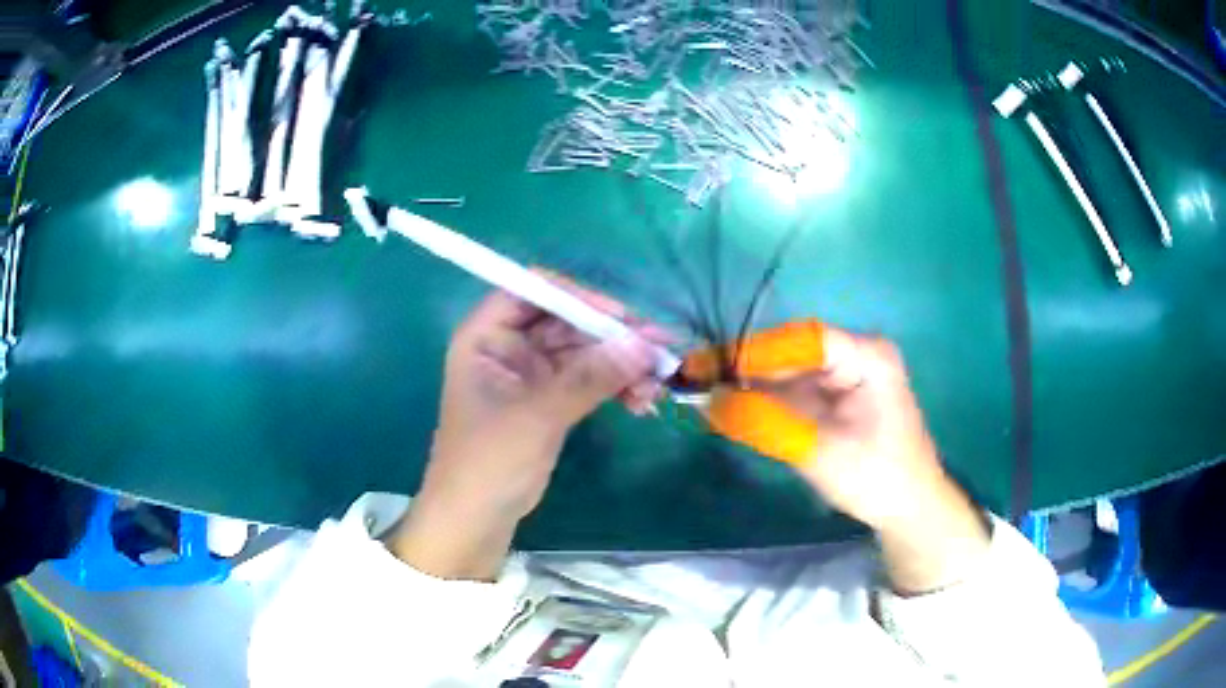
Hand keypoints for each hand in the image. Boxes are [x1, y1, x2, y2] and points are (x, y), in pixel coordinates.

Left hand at [388, 274, 665, 579]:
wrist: (477, 518)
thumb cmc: (489, 461)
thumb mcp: (538, 416)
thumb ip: (589, 378)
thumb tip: (643, 345)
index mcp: (487, 336)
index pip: (532, 292)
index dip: (576, 296)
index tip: (619, 317)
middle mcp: (510, 347)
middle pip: (567, 322)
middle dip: (613, 337)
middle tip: (660, 349)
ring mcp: (532, 374)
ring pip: (585, 353)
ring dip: (621, 364)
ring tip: (657, 383)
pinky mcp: (551, 400)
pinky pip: (590, 381)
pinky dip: (615, 387)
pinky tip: (642, 402)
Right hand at [710, 328, 989, 592]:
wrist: (909, 509)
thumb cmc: (876, 477)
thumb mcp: (819, 451)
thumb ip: (766, 423)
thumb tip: (709, 400)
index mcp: (866, 355)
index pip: (803, 340)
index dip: (754, 351)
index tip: (709, 366)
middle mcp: (855, 355)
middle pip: (791, 353)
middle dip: (745, 369)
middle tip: (695, 380)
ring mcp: (845, 376)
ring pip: (788, 373)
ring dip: (749, 387)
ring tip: (703, 394)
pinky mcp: (835, 398)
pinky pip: (793, 393)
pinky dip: (764, 403)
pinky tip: (730, 409)